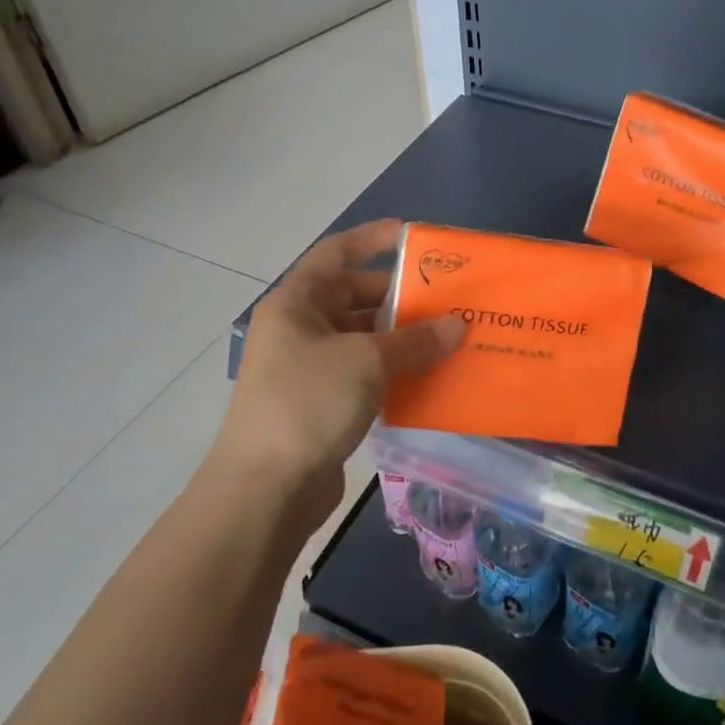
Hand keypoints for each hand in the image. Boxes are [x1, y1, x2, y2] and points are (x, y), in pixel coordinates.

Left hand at [212, 220, 463, 519]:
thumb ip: (416, 340)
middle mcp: (300, 329)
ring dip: (402, 338)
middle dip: (400, 297)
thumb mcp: (367, 361)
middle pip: (355, 297)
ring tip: (450, 337)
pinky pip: (365, 373)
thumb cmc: (308, 402)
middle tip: (448, 298)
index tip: (414, 237)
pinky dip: (395, 371)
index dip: (373, 239)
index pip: (336, 253)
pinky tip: (430, 376)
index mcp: (296, 303)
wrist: (266, 488)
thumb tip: (458, 326)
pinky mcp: (323, 403)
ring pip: (364, 338)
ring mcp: (310, 368)